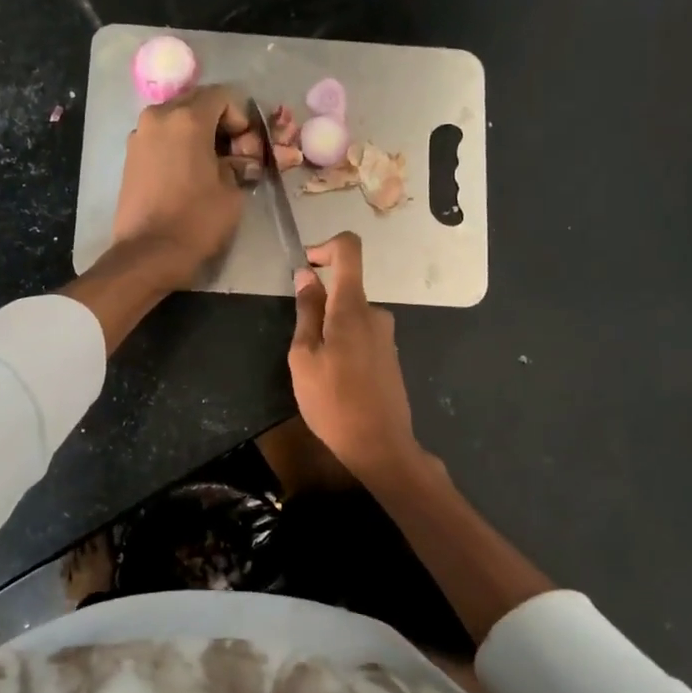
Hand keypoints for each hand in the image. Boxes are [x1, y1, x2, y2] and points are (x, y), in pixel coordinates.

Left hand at [110, 85, 256, 289]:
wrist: (148, 254)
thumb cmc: (196, 221)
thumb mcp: (231, 192)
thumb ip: (239, 164)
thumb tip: (239, 160)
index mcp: (188, 119)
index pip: (222, 96)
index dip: (241, 118)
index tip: (246, 148)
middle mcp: (159, 117)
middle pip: (196, 103)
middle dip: (219, 123)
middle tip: (232, 155)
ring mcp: (139, 135)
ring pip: (176, 120)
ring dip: (197, 134)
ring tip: (210, 166)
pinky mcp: (130, 156)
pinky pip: (161, 138)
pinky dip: (177, 146)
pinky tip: (187, 174)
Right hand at [288, 233, 423, 482]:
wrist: (380, 445)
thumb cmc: (333, 401)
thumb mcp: (304, 357)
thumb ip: (306, 312)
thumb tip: (306, 275)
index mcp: (353, 307)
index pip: (349, 250)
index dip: (325, 247)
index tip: (306, 267)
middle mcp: (376, 314)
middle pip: (345, 290)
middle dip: (319, 308)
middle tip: (301, 349)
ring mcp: (387, 336)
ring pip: (350, 318)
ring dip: (330, 333)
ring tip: (317, 373)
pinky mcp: (390, 357)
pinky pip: (362, 337)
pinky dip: (344, 347)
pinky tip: (336, 383)